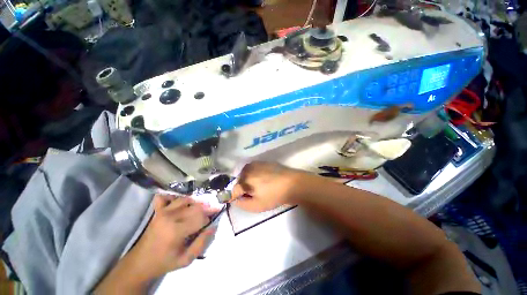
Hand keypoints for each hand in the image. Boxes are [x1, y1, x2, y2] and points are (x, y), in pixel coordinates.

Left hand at [132, 195, 214, 278]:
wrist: (141, 262)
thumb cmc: (165, 262)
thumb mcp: (185, 260)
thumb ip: (201, 244)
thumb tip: (213, 227)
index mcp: (176, 231)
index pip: (200, 218)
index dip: (209, 219)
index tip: (211, 222)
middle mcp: (170, 217)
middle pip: (195, 207)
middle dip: (206, 209)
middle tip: (212, 212)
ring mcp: (162, 212)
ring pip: (186, 200)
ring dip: (196, 202)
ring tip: (202, 207)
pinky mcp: (157, 210)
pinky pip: (166, 197)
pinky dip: (174, 197)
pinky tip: (181, 201)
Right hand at [232, 161, 306, 211]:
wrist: (292, 183)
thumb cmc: (274, 195)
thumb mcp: (256, 206)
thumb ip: (242, 204)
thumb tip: (235, 199)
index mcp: (244, 180)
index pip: (233, 191)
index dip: (235, 197)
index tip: (240, 200)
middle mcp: (247, 169)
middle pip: (239, 182)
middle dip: (243, 189)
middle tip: (254, 194)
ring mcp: (255, 164)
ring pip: (246, 175)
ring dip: (249, 181)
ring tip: (260, 187)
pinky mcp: (262, 162)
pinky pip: (254, 170)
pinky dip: (255, 175)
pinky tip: (265, 179)